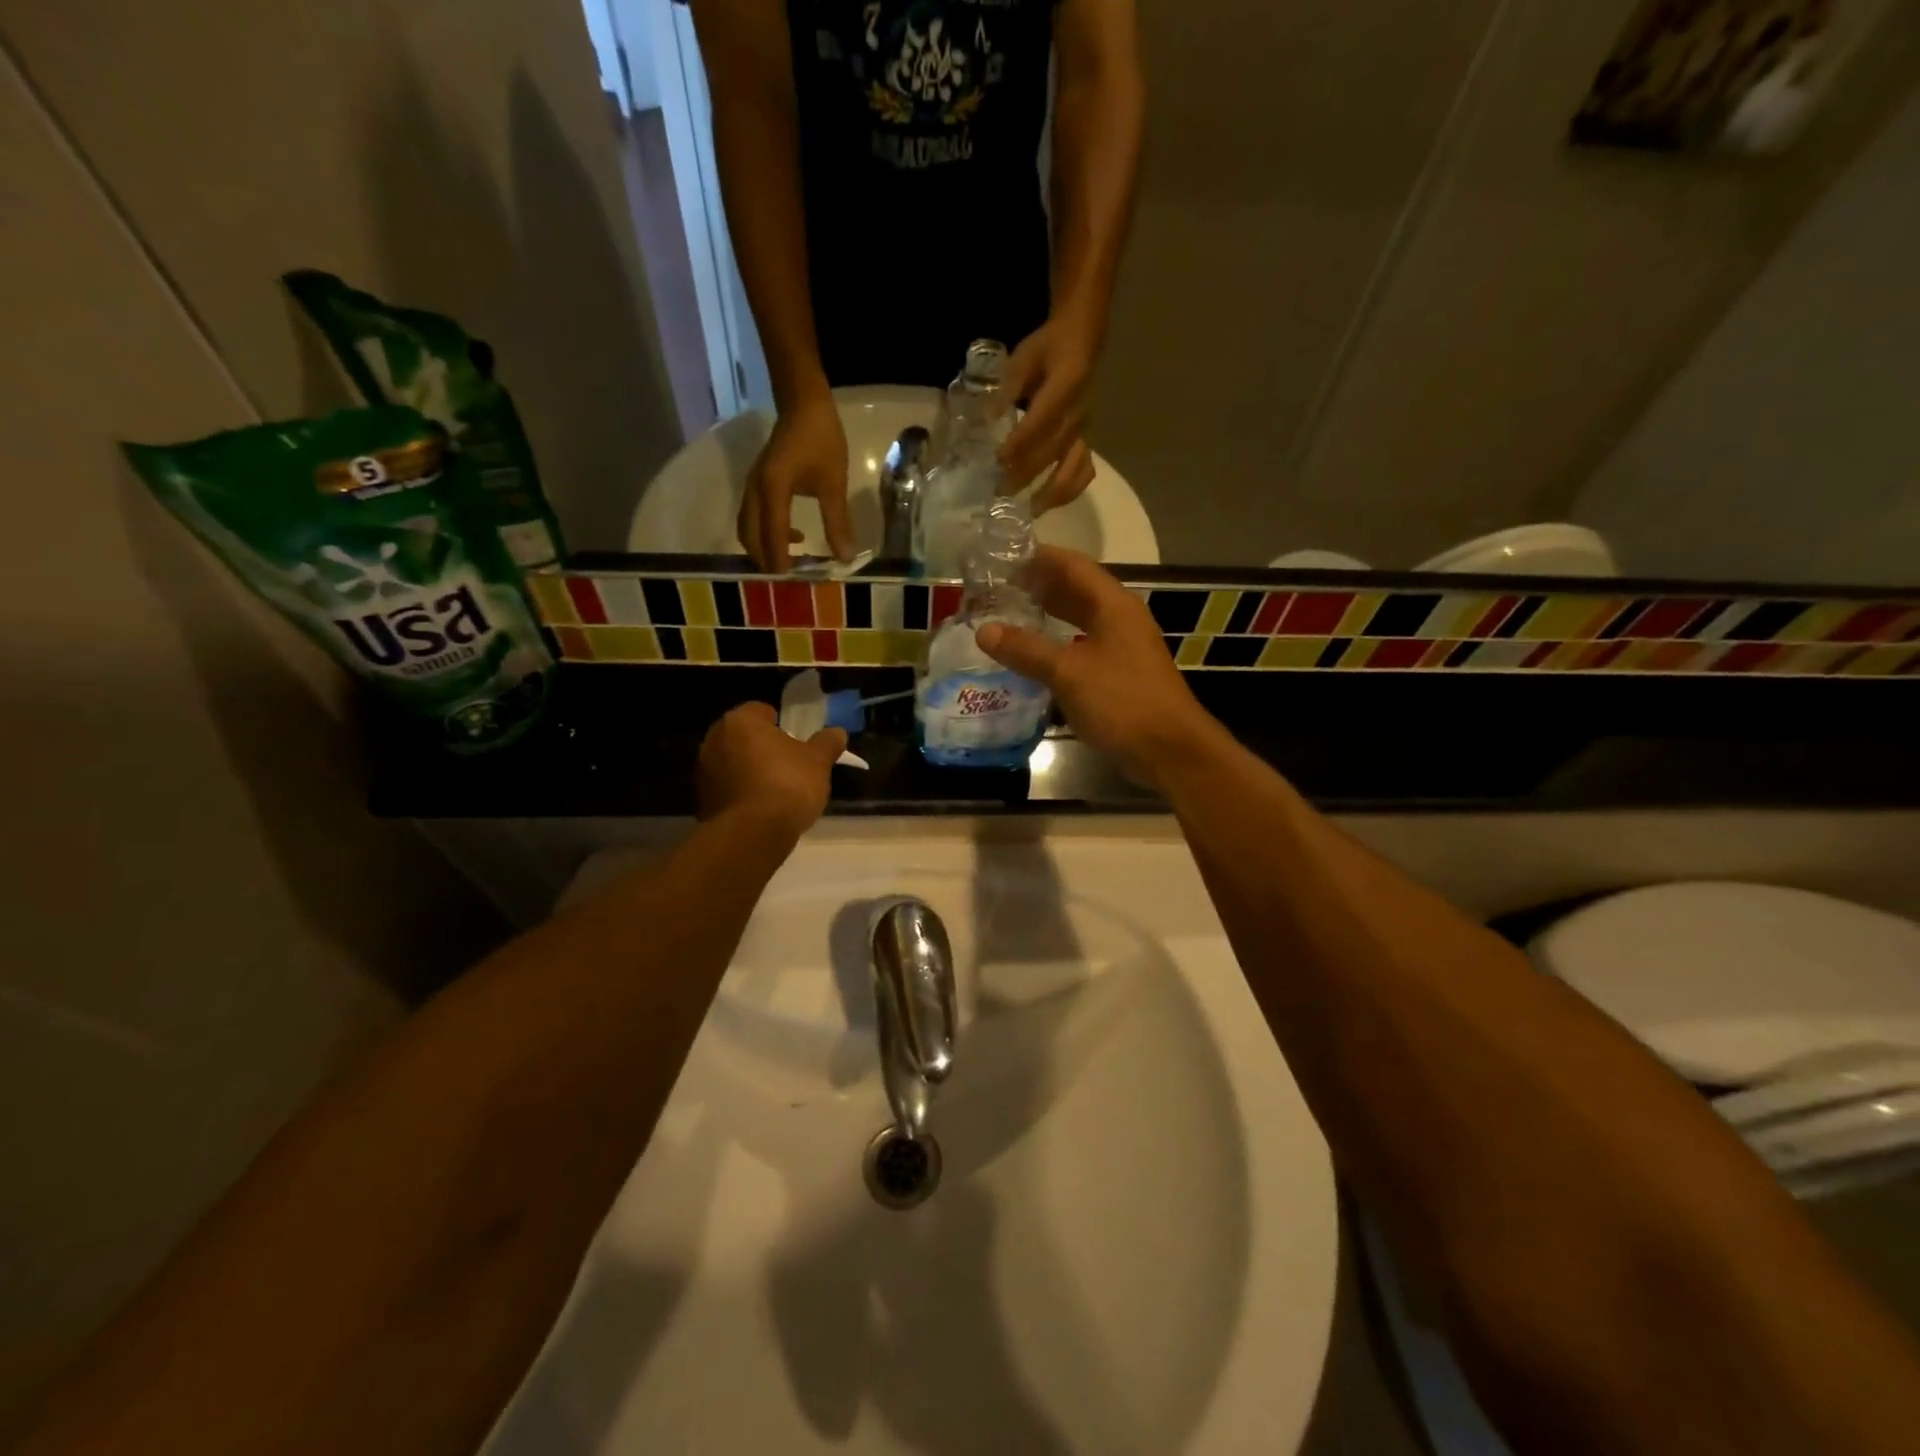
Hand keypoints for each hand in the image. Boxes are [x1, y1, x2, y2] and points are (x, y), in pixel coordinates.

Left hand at [697, 702, 845, 837]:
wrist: (752, 834)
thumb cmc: (787, 785)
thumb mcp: (818, 762)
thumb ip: (827, 743)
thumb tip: (837, 732)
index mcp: (740, 721)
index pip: (761, 710)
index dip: (781, 723)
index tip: (796, 740)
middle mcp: (714, 740)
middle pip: (744, 736)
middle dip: (763, 747)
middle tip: (789, 763)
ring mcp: (704, 771)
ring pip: (734, 762)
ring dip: (751, 770)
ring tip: (777, 789)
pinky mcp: (703, 800)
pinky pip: (728, 788)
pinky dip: (742, 793)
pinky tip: (762, 808)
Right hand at [739, 390, 852, 571]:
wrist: (803, 404)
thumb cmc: (821, 439)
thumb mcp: (833, 482)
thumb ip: (837, 521)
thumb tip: (845, 557)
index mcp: (773, 488)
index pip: (771, 534)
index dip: (779, 561)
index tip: (790, 582)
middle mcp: (755, 490)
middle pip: (750, 536)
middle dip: (765, 560)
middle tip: (789, 580)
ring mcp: (752, 486)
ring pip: (747, 528)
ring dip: (763, 549)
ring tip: (790, 564)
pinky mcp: (756, 484)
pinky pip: (753, 518)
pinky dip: (765, 534)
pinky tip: (792, 538)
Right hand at [974, 547, 1219, 790]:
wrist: (1169, 750)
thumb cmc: (1121, 701)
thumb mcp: (1067, 672)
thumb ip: (1026, 649)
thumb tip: (984, 630)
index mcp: (1113, 605)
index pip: (1073, 565)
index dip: (1039, 557)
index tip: (1003, 556)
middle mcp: (1121, 618)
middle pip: (1077, 590)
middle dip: (1040, 586)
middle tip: (998, 588)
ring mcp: (1124, 647)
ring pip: (1081, 620)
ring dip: (1049, 615)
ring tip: (1010, 615)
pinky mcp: (1121, 674)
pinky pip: (1084, 646)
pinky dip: (1059, 644)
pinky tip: (1036, 656)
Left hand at [1000, 319, 1098, 513]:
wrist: (1082, 341)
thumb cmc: (1048, 347)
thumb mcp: (1024, 357)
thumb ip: (1008, 388)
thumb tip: (988, 418)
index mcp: (1066, 385)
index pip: (1041, 421)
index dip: (1020, 443)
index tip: (998, 460)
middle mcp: (1079, 413)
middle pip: (1052, 451)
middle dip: (1026, 474)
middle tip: (1001, 492)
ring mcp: (1086, 430)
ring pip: (1073, 469)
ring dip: (1051, 493)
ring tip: (1030, 510)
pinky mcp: (1088, 440)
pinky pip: (1084, 471)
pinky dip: (1070, 491)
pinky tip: (1051, 503)